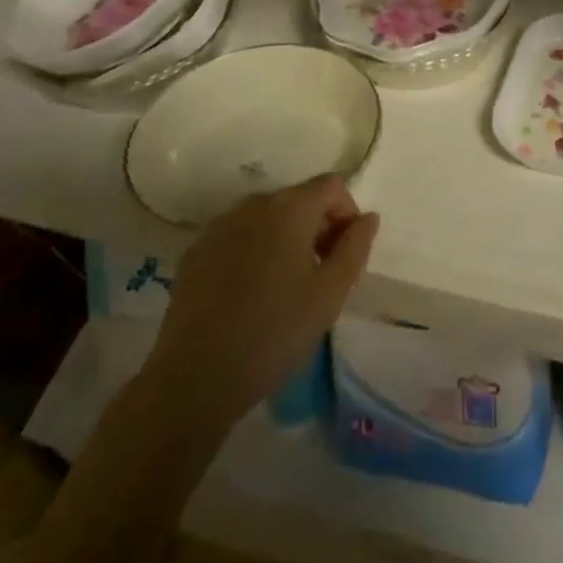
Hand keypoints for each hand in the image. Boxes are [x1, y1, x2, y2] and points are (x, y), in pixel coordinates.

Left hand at [144, 175, 378, 430]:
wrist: (195, 376)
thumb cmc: (275, 332)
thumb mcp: (330, 294)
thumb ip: (355, 247)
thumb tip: (367, 217)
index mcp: (289, 208)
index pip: (332, 186)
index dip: (347, 214)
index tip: (344, 256)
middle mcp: (253, 204)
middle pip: (298, 199)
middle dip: (317, 228)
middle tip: (321, 275)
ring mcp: (219, 225)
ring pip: (267, 218)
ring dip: (285, 239)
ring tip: (286, 288)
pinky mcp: (196, 251)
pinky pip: (238, 237)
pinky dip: (254, 252)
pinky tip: (250, 296)